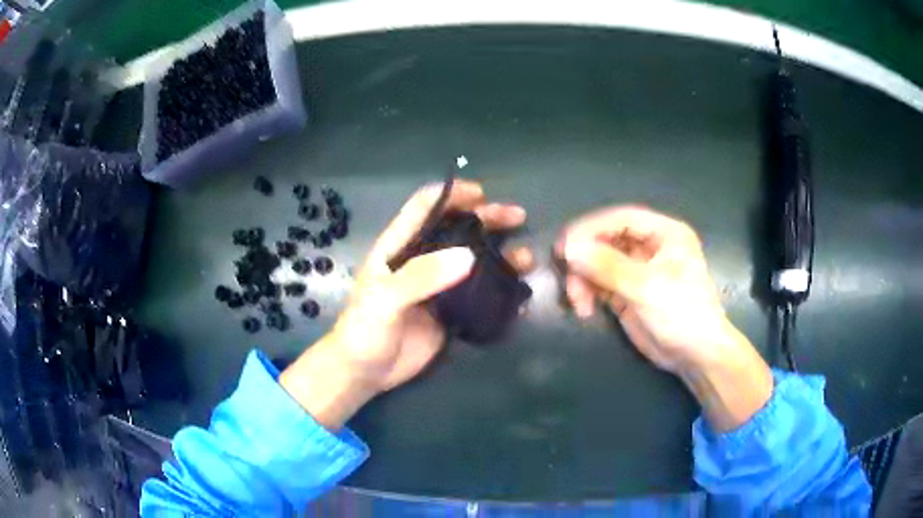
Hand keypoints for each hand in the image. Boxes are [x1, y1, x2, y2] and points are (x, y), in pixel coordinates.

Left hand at [281, 180, 532, 429]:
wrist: (364, 372)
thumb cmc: (364, 330)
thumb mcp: (385, 299)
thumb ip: (420, 276)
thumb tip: (469, 256)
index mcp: (399, 247)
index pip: (425, 207)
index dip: (451, 194)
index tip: (481, 194)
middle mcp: (422, 261)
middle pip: (457, 229)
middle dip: (488, 219)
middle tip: (518, 216)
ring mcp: (439, 287)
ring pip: (474, 262)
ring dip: (501, 256)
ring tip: (526, 259)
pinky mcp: (451, 312)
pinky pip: (480, 295)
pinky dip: (501, 292)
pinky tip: (519, 296)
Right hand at [557, 206, 772, 430]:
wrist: (695, 356)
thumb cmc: (682, 314)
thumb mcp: (646, 288)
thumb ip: (608, 266)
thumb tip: (569, 249)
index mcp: (664, 233)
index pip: (621, 218)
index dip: (591, 228)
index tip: (565, 246)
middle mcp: (650, 245)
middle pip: (607, 239)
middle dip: (585, 258)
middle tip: (567, 276)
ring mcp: (637, 269)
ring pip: (599, 261)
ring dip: (583, 279)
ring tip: (579, 303)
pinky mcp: (627, 291)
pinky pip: (599, 282)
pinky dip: (588, 292)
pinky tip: (585, 309)